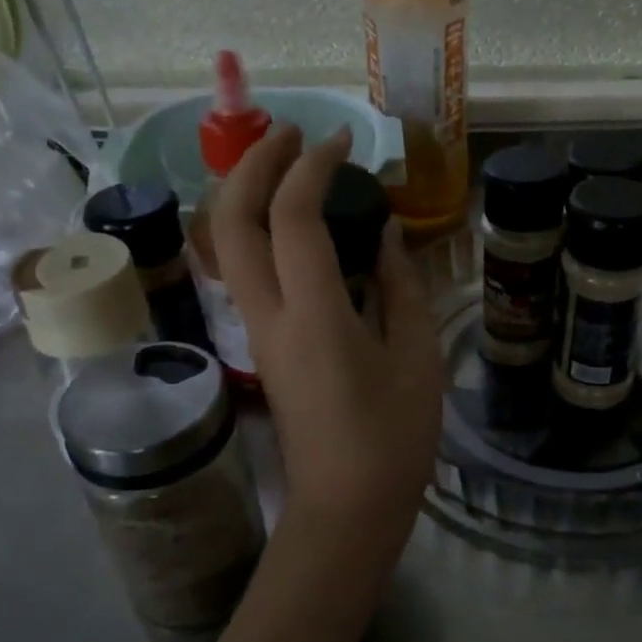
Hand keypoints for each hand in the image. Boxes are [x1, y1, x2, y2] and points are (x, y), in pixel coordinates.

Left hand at [212, 125, 443, 550]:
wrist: (345, 508)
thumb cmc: (393, 438)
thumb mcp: (415, 357)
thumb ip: (400, 286)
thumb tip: (384, 234)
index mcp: (314, 316)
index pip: (293, 219)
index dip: (312, 167)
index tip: (342, 140)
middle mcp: (269, 316)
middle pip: (230, 222)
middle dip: (253, 165)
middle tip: (291, 133)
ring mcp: (257, 331)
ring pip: (226, 245)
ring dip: (247, 193)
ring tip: (286, 164)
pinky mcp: (261, 345)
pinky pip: (245, 270)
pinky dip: (257, 229)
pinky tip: (293, 222)